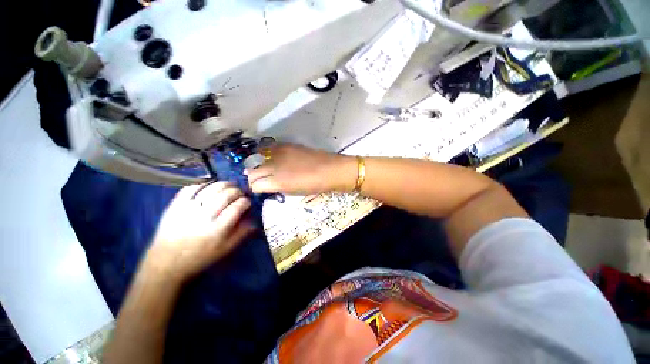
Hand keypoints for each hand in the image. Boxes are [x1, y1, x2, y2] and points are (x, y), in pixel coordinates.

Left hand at [144, 182, 253, 282]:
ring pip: (212, 188)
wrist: (166, 261)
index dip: (246, 201)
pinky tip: (211, 185)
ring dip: (225, 184)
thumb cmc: (200, 257)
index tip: (247, 202)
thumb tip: (254, 217)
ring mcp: (188, 208)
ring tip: (229, 186)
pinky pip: (192, 187)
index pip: (237, 207)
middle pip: (227, 195)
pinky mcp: (175, 204)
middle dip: (238, 191)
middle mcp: (204, 216)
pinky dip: (204, 183)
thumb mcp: (226, 249)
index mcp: (217, 229)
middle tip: (240, 193)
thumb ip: (242, 232)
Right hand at [246, 144, 356, 194]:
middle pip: (252, 171)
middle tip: (257, 180)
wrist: (331, 170)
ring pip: (257, 158)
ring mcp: (279, 153)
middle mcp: (274, 166)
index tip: (257, 189)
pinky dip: (265, 154)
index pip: (254, 184)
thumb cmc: (315, 186)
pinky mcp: (286, 145)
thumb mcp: (294, 192)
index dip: (254, 188)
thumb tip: (268, 185)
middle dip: (252, 178)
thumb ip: (277, 188)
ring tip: (261, 168)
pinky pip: (269, 149)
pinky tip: (269, 158)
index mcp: (277, 182)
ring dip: (256, 165)